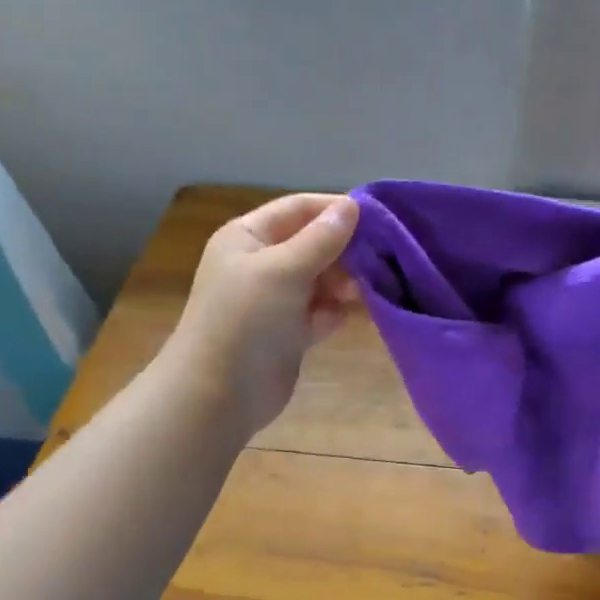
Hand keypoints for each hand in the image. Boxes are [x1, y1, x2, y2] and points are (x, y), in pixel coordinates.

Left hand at [170, 193, 359, 436]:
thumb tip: (352, 205)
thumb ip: (321, 238)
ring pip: (320, 280)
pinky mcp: (289, 333)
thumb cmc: (246, 319)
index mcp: (248, 237)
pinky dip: (335, 312)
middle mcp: (261, 263)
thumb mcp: (284, 269)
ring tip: (367, 291)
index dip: (335, 209)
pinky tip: (349, 317)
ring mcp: (275, 300)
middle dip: (345, 251)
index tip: (379, 217)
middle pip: (313, 244)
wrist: (219, 394)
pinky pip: (320, 312)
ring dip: (344, 284)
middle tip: (381, 259)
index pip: (298, 208)